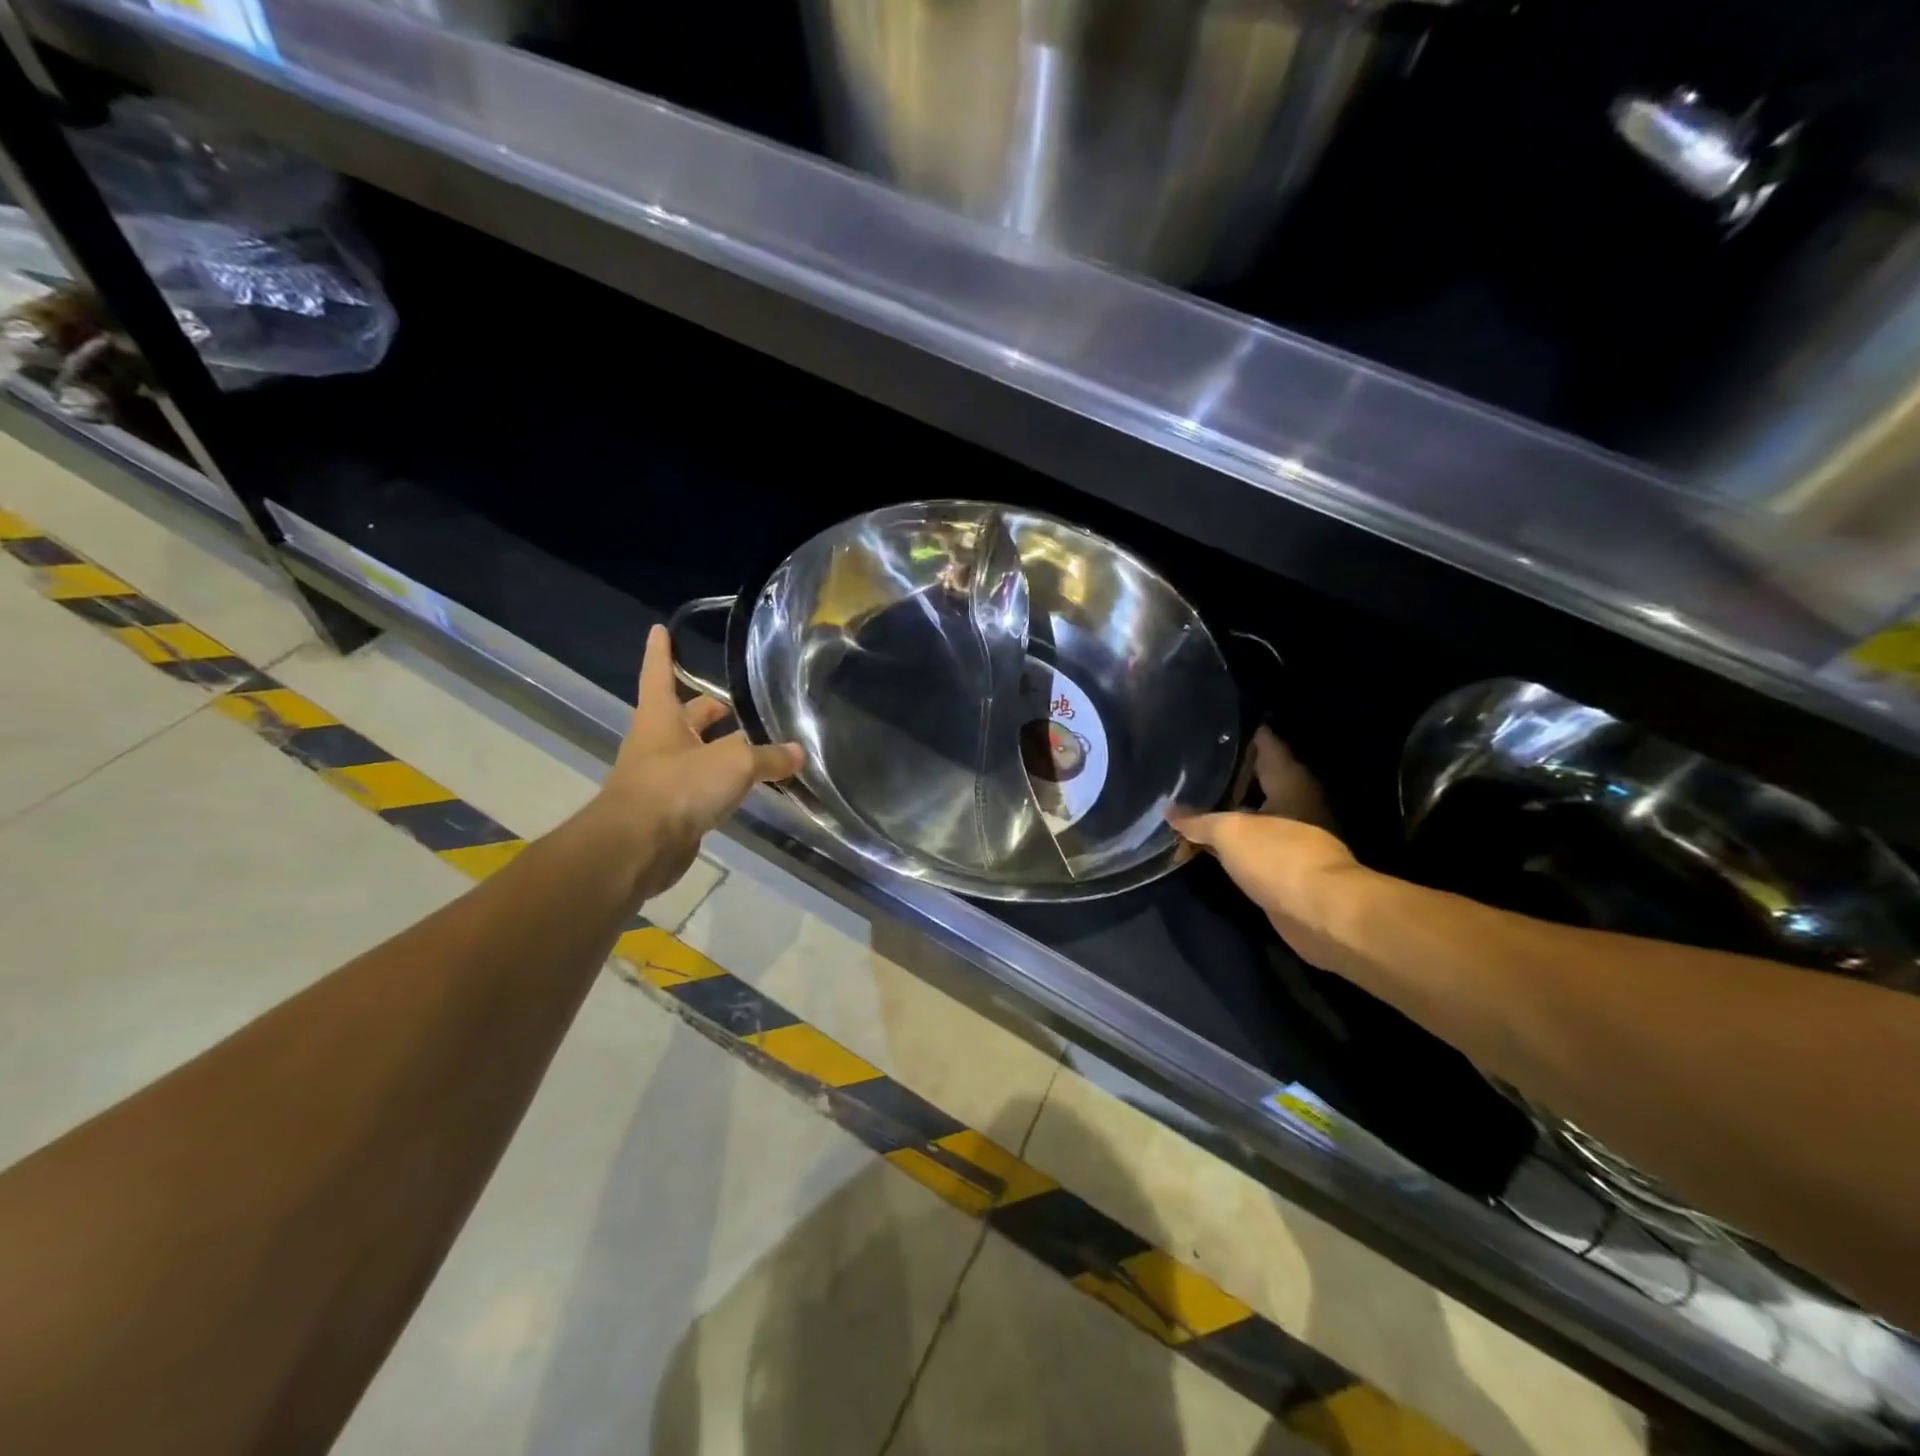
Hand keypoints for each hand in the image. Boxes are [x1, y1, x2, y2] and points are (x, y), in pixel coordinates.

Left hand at [591, 624, 802, 901]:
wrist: (638, 847)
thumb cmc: (678, 786)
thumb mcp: (733, 763)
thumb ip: (768, 757)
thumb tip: (798, 752)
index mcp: (661, 718)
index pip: (660, 674)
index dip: (662, 653)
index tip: (660, 629)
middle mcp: (658, 744)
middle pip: (685, 718)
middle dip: (708, 710)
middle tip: (737, 702)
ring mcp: (662, 779)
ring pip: (696, 755)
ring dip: (721, 750)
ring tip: (758, 745)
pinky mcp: (671, 812)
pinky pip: (702, 790)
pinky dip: (724, 785)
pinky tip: (749, 789)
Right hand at [1169, 727, 1368, 971]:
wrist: (1321, 915)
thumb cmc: (1278, 857)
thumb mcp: (1229, 831)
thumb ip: (1197, 820)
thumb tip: (1169, 811)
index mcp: (1289, 781)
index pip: (1265, 743)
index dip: (1239, 733)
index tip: (1209, 725)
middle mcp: (1294, 803)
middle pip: (1254, 780)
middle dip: (1223, 775)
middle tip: (1186, 765)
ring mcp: (1291, 836)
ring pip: (1248, 815)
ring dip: (1221, 813)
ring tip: (1184, 800)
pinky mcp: (1283, 867)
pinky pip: (1246, 846)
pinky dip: (1225, 843)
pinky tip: (1199, 841)